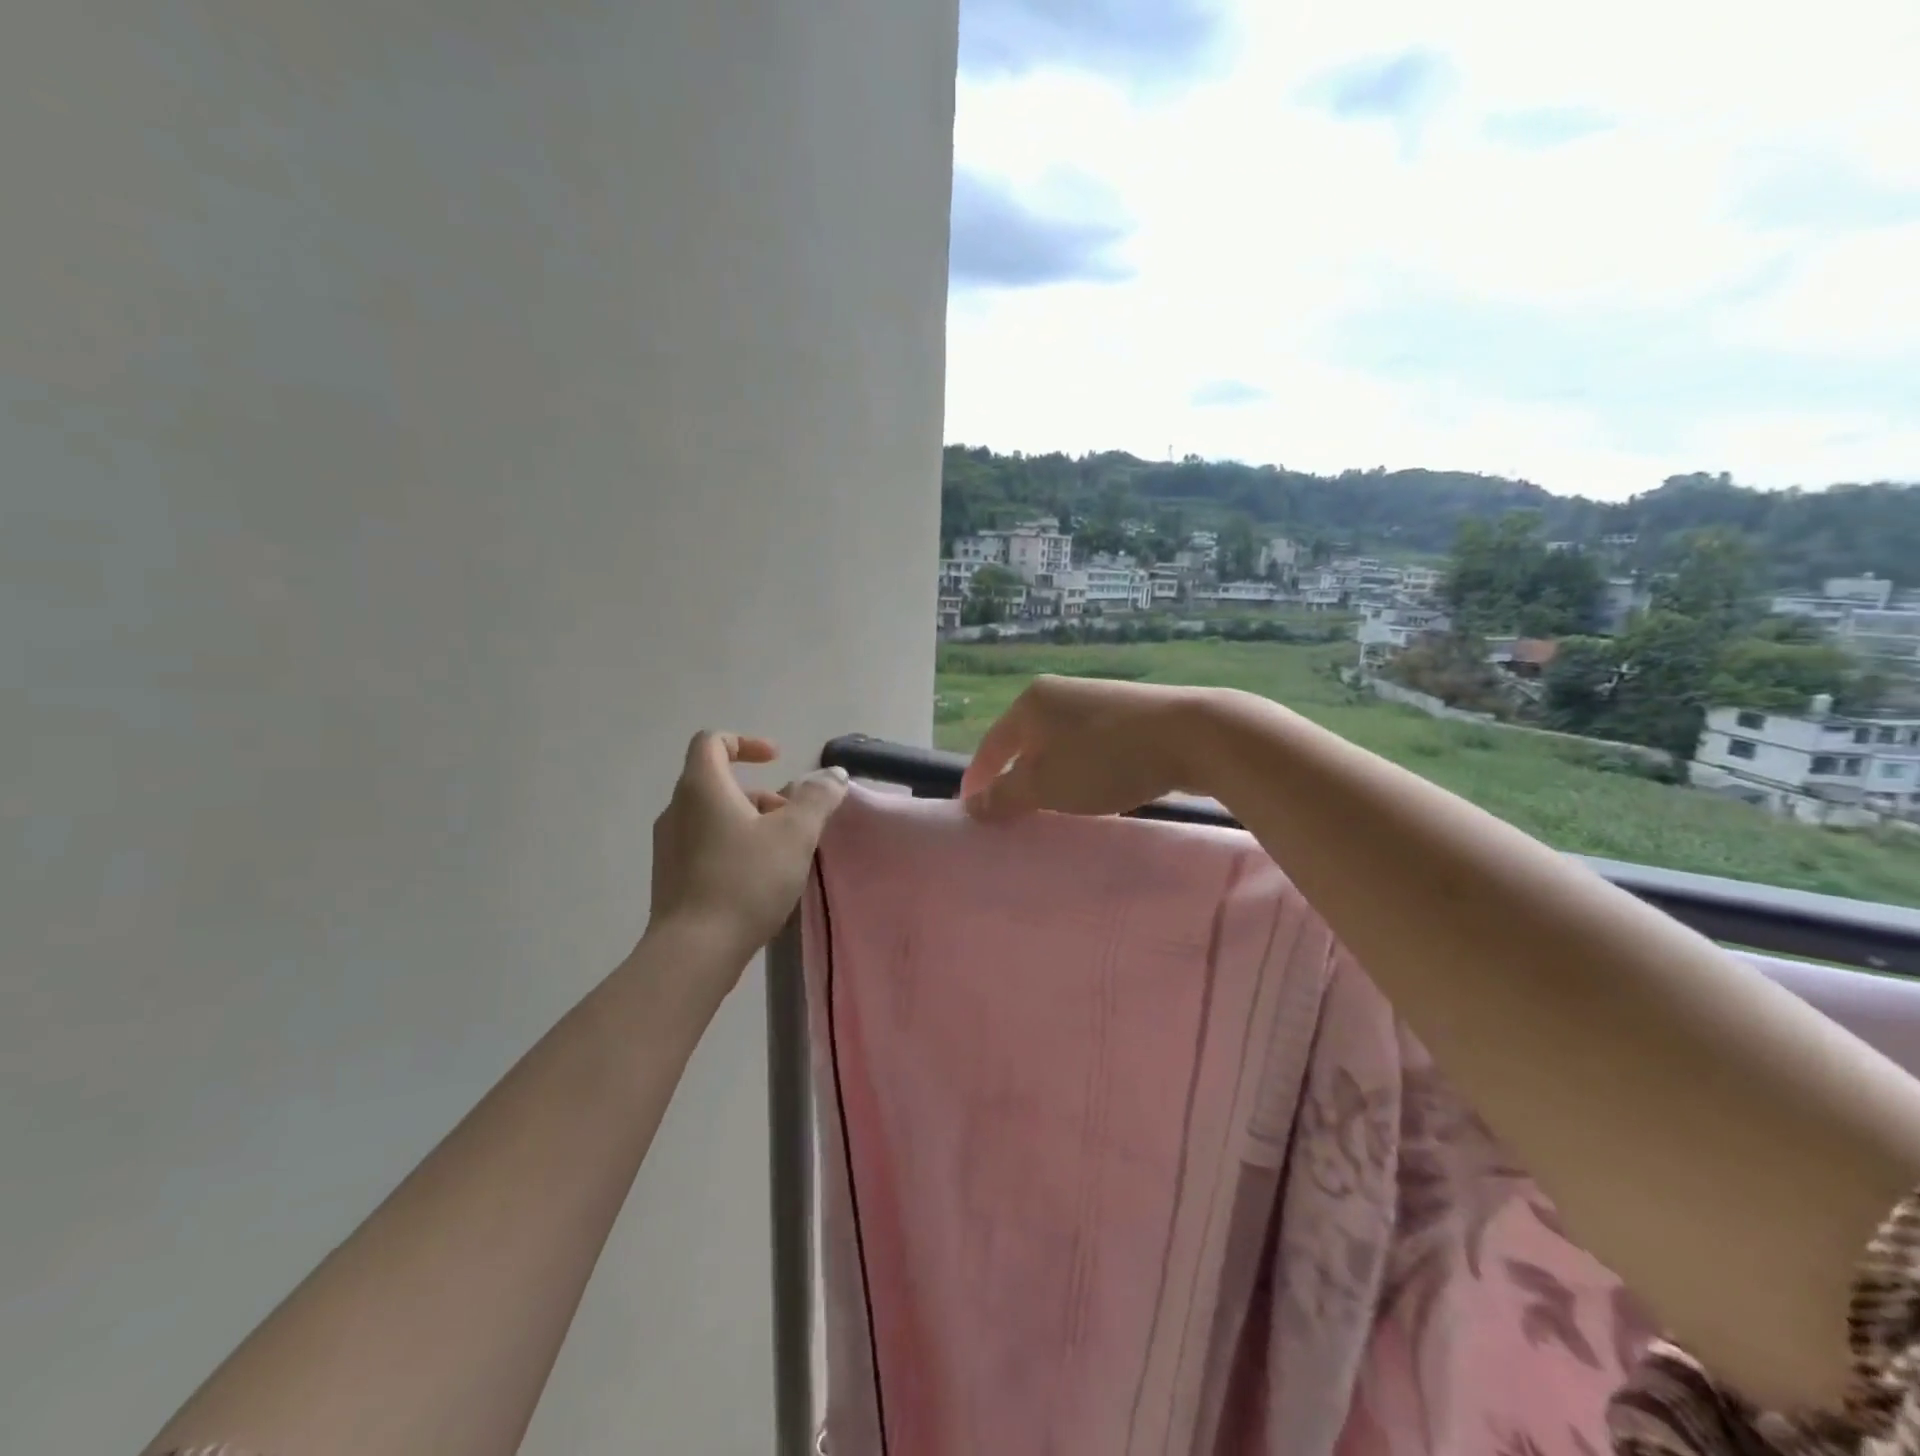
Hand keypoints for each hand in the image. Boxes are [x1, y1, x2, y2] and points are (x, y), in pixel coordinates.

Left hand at [647, 732, 849, 973]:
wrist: (694, 951)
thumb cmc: (746, 881)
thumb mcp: (795, 834)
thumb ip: (817, 798)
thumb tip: (833, 775)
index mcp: (701, 788)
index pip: (712, 742)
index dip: (746, 742)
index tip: (776, 761)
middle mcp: (677, 810)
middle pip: (717, 782)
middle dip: (761, 794)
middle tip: (793, 820)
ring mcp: (668, 846)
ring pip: (713, 816)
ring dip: (750, 822)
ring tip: (783, 853)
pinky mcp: (670, 877)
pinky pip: (705, 845)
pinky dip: (734, 846)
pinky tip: (759, 879)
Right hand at [958, 676, 1203, 821]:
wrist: (1190, 735)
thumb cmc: (1104, 760)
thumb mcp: (1045, 785)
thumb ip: (1004, 796)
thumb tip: (972, 804)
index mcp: (1030, 703)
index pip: (991, 746)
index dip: (977, 779)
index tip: (970, 809)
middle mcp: (1058, 694)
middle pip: (1023, 742)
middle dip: (1015, 777)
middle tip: (1010, 812)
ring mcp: (1095, 700)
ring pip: (1057, 745)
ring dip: (1050, 775)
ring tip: (1050, 805)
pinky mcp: (1127, 713)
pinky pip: (1088, 746)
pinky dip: (1080, 769)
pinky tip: (1093, 789)